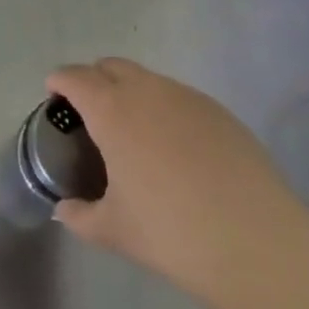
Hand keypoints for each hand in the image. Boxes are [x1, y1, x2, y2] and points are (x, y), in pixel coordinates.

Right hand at [46, 59, 308, 307]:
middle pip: (112, 66)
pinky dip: (164, 108)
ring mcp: (187, 97)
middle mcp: (148, 91)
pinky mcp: (219, 111)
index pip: (76, 78)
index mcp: (113, 110)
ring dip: (131, 92)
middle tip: (89, 113)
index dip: (60, 81)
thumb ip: (81, 215)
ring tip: (133, 132)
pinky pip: (179, 97)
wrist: (255, 242)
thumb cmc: (171, 233)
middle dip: (94, 80)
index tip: (53, 94)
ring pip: (148, 79)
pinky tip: (174, 147)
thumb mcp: (114, 231)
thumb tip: (65, 209)